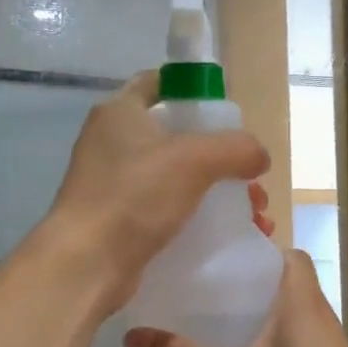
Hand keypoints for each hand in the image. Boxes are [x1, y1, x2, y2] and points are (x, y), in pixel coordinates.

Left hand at [42, 70, 269, 312]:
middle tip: (251, 181)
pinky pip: (167, 211)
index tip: (227, 116)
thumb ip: (235, 148)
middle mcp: (112, 143)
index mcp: (120, 112)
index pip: (158, 84)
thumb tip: (259, 157)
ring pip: (177, 179)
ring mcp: (113, 185)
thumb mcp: (195, 160)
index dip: (194, 93)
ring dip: (217, 194)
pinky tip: (227, 238)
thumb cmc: (136, 196)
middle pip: (177, 138)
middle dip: (221, 158)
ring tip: (253, 217)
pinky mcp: (120, 222)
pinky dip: (198, 220)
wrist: (87, 263)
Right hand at [123, 250, 347, 346]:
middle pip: (283, 286)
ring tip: (211, 332)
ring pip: (287, 321)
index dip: (257, 250)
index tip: (217, 261)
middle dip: (244, 288)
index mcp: (304, 306)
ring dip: (255, 321)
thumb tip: (131, 335)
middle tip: (200, 297)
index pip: (289, 255)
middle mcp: (321, 322)